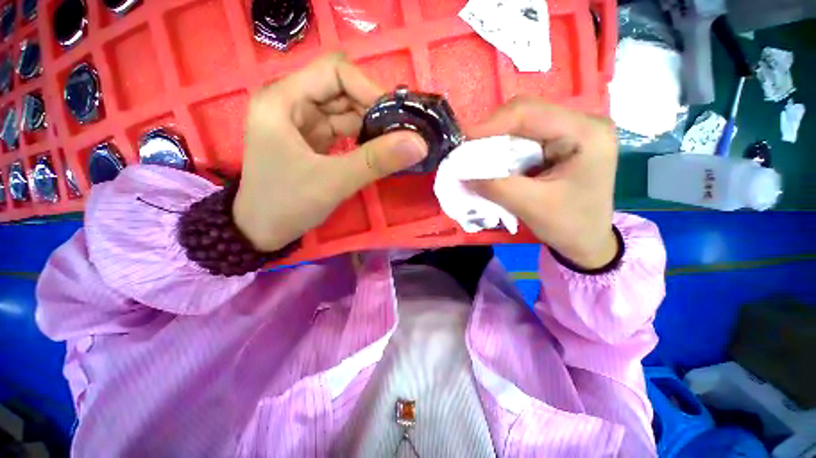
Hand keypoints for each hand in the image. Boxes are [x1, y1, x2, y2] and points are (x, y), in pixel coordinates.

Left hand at [233, 53, 427, 250]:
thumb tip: (420, 143)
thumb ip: (376, 161)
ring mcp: (303, 123)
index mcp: (284, 99)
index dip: (369, 90)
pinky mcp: (313, 141)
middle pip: (342, 90)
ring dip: (371, 126)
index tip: (396, 120)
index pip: (335, 72)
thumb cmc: (286, 203)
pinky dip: (363, 139)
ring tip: (395, 144)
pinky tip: (378, 151)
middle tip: (401, 134)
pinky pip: (344, 131)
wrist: (262, 232)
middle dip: (374, 110)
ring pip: (346, 112)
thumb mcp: (333, 181)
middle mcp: (292, 103)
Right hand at [467, 97, 618, 269]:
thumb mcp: (530, 206)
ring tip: (477, 159)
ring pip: (521, 124)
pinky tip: (494, 163)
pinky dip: (503, 149)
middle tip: (466, 153)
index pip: (529, 114)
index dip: (490, 125)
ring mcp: (570, 130)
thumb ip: (495, 187)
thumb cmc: (569, 226)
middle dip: (491, 133)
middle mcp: (581, 122)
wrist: (587, 240)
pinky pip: (524, 137)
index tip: (461, 142)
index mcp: (586, 133)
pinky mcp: (560, 141)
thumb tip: (461, 173)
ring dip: (495, 142)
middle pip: (524, 114)